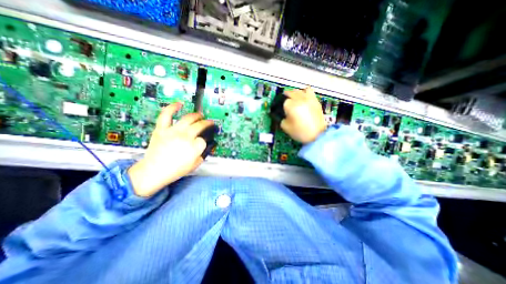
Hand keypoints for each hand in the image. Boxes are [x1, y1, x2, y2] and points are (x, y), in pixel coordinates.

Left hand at [129, 103, 212, 197]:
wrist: (154, 171)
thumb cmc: (176, 170)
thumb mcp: (195, 164)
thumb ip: (204, 153)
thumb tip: (208, 145)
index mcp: (194, 147)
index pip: (204, 139)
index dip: (204, 140)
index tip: (203, 142)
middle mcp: (185, 137)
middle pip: (200, 125)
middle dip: (207, 124)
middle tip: (209, 123)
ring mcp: (173, 131)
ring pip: (188, 118)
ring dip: (197, 115)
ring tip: (200, 115)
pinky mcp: (162, 129)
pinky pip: (166, 115)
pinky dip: (173, 107)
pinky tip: (180, 104)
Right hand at [278, 86, 325, 144]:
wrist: (318, 135)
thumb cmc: (301, 132)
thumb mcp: (286, 127)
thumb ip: (281, 119)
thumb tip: (283, 115)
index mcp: (291, 106)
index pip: (283, 102)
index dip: (282, 107)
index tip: (283, 111)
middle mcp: (299, 99)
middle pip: (290, 93)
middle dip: (286, 97)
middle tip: (285, 103)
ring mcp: (308, 98)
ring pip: (299, 90)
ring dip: (294, 93)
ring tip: (294, 98)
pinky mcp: (315, 100)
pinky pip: (309, 91)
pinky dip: (304, 92)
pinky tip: (303, 97)